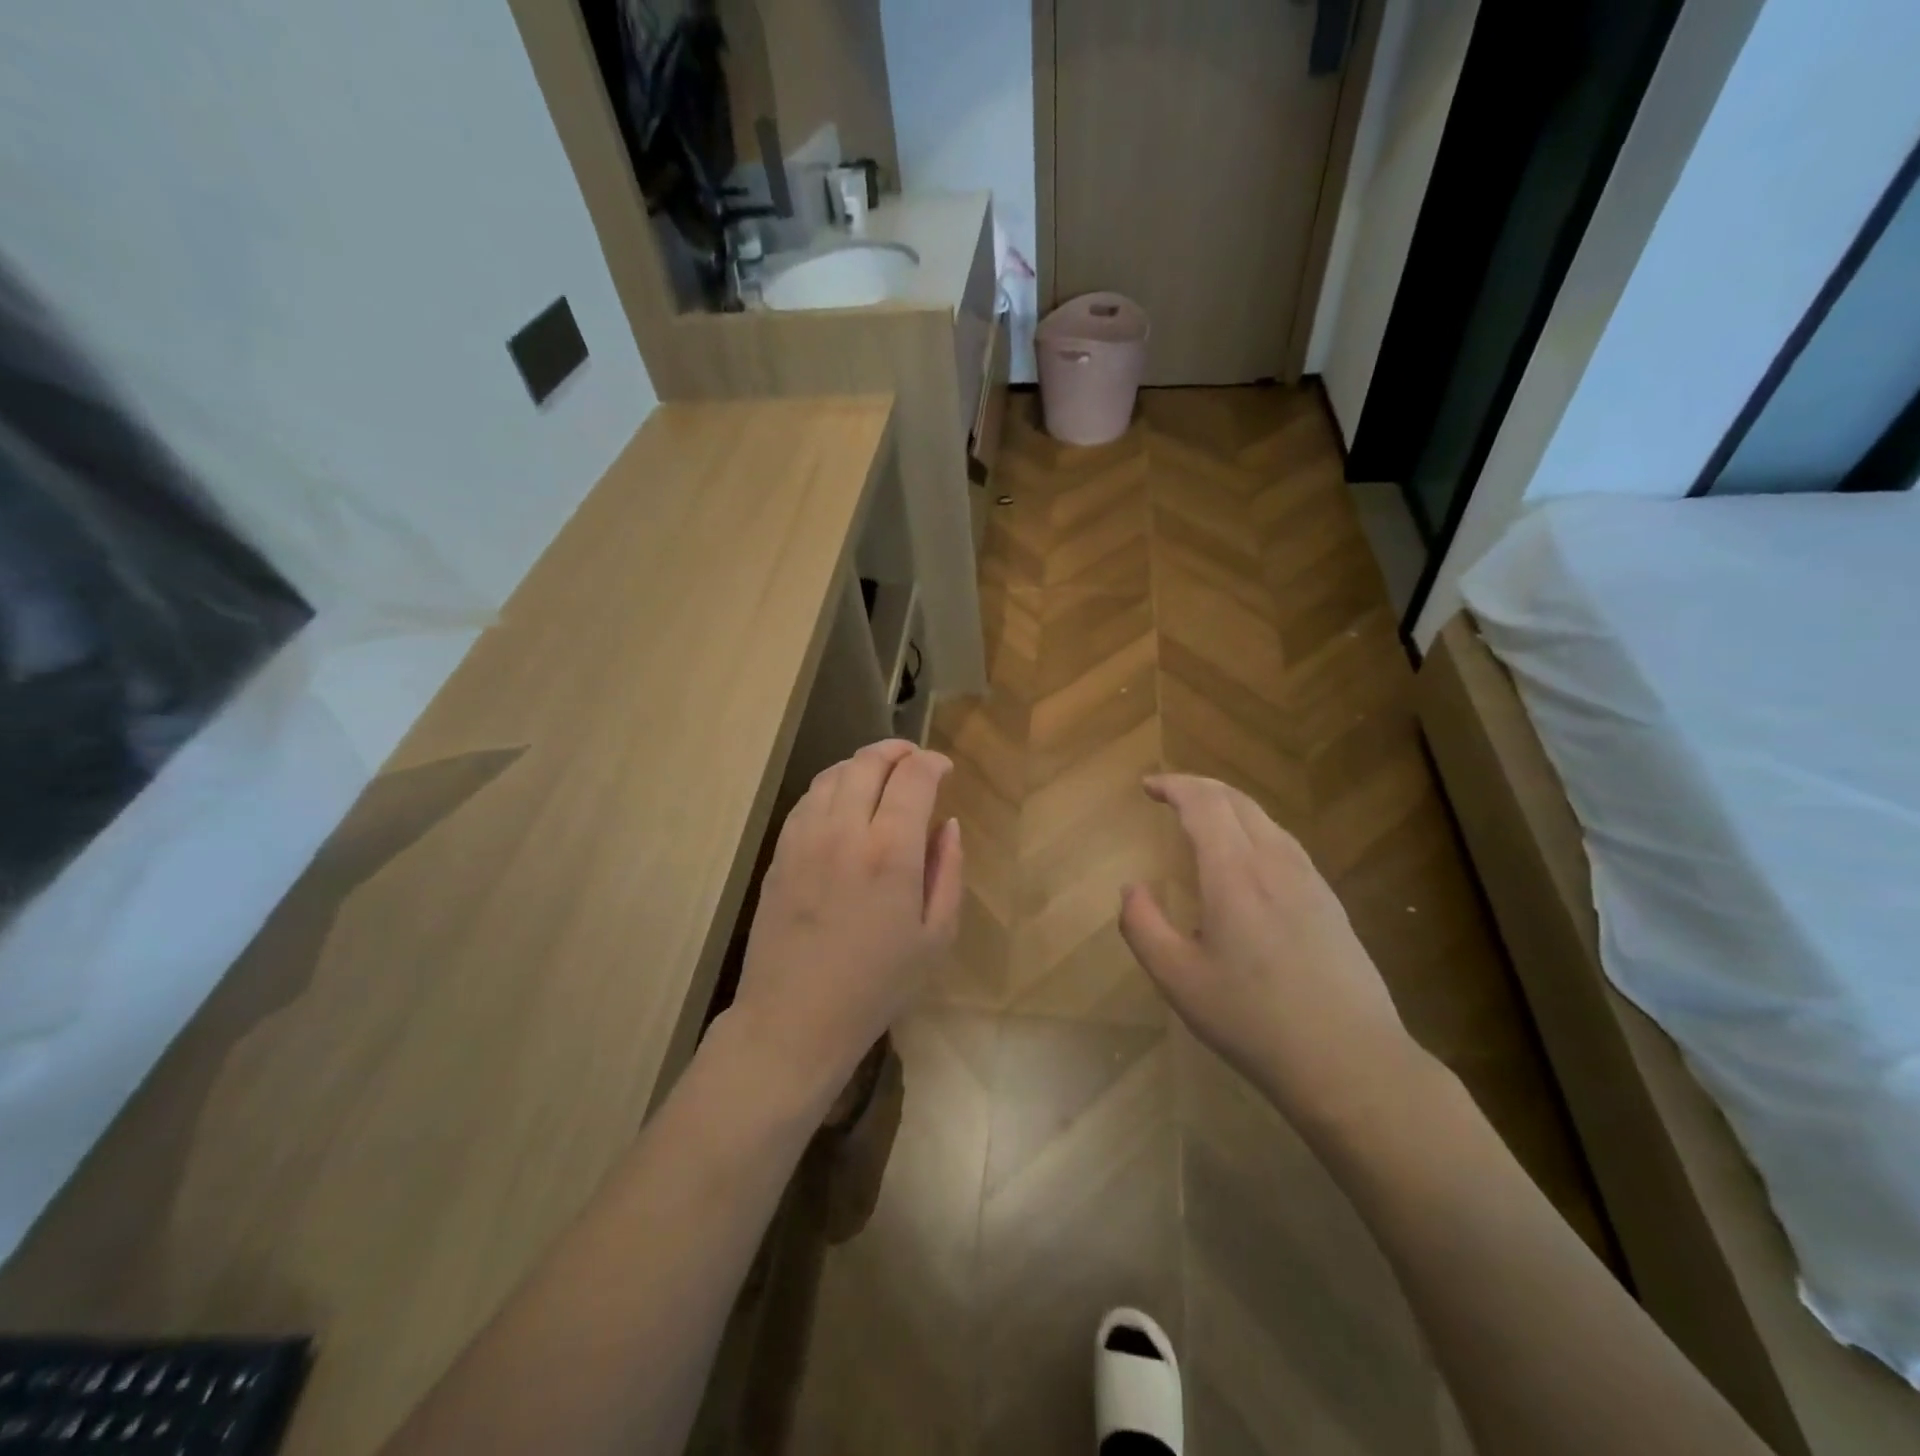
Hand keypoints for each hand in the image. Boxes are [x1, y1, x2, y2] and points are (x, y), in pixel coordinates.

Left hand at [726, 740, 962, 1117]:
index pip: (913, 778)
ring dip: (862, 763)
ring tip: (881, 773)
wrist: (794, 1018)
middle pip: (868, 763)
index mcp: (892, 852)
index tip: (944, 768)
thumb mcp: (935, 936)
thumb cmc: (876, 985)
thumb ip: (948, 871)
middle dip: (897, 750)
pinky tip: (844, 800)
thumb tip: (947, 825)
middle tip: (914, 758)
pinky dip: (832, 785)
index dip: (932, 762)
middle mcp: (845, 831)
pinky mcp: (781, 852)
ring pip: (834, 774)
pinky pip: (808, 799)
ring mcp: (805, 838)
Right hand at [1119, 775, 1417, 1128]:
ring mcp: (1309, 880)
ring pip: (1265, 819)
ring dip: (1228, 804)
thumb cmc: (1253, 1021)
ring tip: (1201, 815)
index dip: (1173, 785)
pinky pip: (1284, 842)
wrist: (1350, 1062)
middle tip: (1168, 792)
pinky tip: (1247, 854)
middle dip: (1198, 786)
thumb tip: (1131, 888)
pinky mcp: (1329, 901)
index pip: (1203, 804)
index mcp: (1235, 874)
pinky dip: (1253, 827)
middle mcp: (1275, 863)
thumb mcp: (1178, 980)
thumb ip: (1142, 926)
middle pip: (1236, 801)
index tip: (1147, 785)